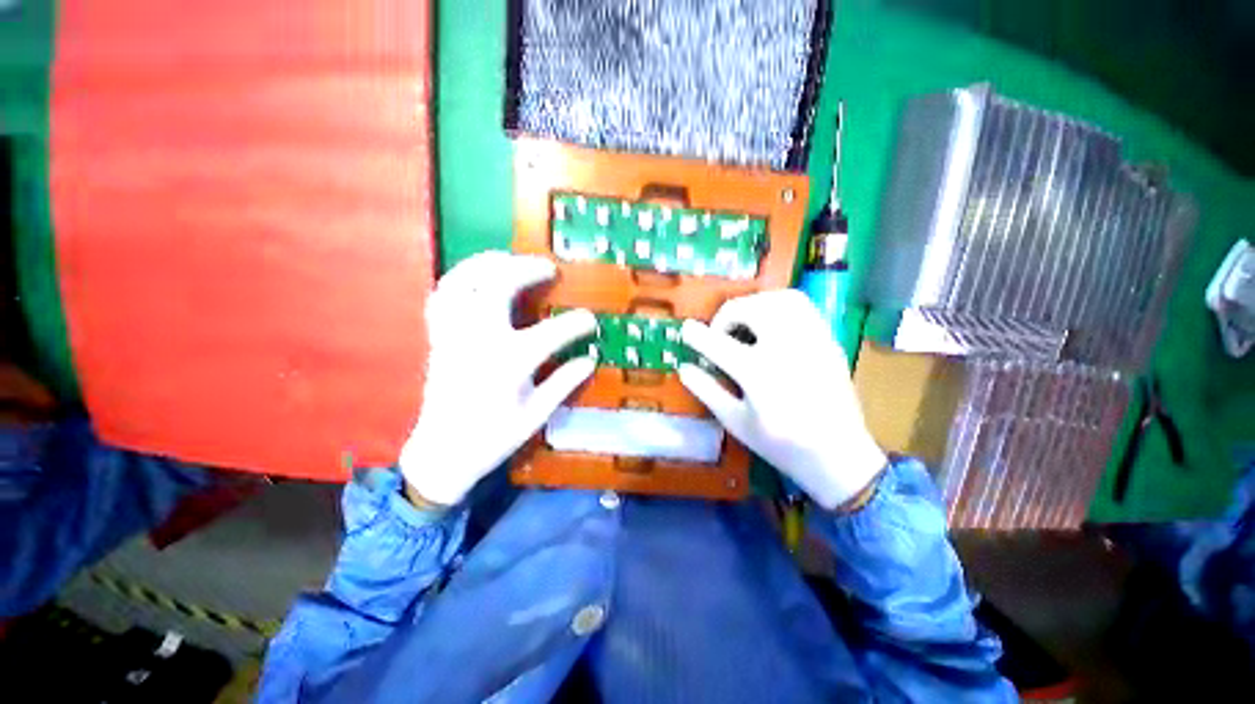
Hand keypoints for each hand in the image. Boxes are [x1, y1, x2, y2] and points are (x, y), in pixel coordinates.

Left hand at [400, 252, 595, 506]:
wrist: (443, 452)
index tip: (590, 319)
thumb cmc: (494, 437)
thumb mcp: (537, 414)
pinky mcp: (439, 337)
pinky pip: (442, 296)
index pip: (553, 332)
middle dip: (527, 269)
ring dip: (488, 263)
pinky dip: (459, 279)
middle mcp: (480, 340)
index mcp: (510, 362)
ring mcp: (455, 335)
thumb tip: (590, 359)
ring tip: (509, 259)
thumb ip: (564, 383)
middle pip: (499, 286)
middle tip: (548, 268)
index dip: (577, 322)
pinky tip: (475, 278)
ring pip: (464, 281)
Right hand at [679, 290, 886, 510]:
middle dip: (725, 316)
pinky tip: (771, 323)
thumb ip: (707, 390)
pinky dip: (778, 304)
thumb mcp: (735, 422)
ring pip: (777, 298)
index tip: (686, 330)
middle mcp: (784, 347)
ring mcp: (810, 339)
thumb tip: (684, 368)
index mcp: (757, 373)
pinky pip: (801, 305)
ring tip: (745, 323)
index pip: (717, 343)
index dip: (695, 334)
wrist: (839, 455)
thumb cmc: (781, 443)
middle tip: (720, 334)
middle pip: (748, 309)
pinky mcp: (827, 339)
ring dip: (752, 305)